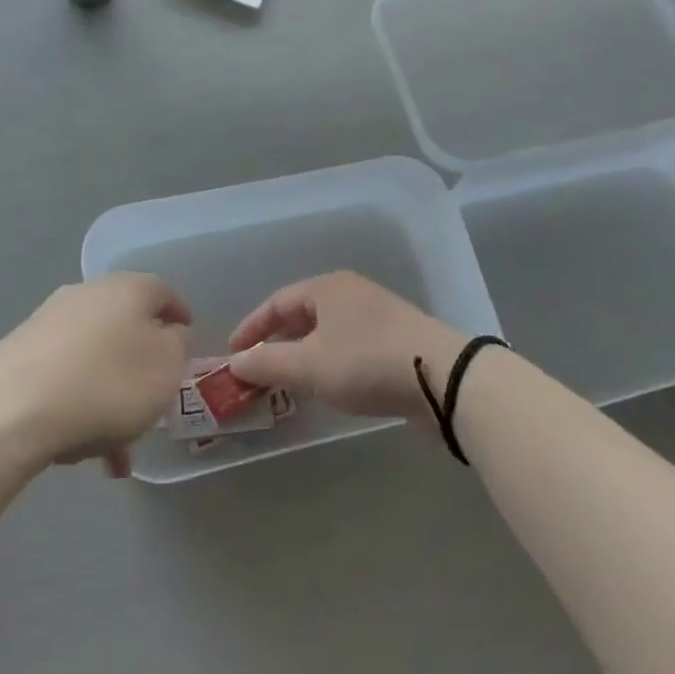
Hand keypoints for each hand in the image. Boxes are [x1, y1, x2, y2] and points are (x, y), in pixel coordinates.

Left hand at [0, 274, 190, 476]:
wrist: (9, 413)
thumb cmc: (107, 385)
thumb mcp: (166, 368)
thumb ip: (177, 346)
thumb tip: (169, 334)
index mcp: (127, 288)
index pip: (164, 293)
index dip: (180, 318)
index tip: (187, 345)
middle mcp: (86, 294)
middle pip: (125, 326)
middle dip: (140, 364)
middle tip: (153, 400)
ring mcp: (46, 322)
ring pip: (94, 358)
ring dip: (109, 394)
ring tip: (114, 447)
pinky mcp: (16, 354)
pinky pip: (62, 377)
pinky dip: (77, 404)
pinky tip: (77, 448)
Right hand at [226, 272, 466, 423]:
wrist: (442, 378)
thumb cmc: (366, 362)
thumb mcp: (308, 365)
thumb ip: (267, 363)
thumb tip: (235, 363)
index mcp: (327, 288)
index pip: (277, 302)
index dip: (251, 328)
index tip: (232, 354)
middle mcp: (351, 293)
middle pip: (302, 315)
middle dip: (276, 342)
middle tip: (257, 370)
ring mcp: (377, 315)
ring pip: (326, 332)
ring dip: (302, 354)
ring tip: (288, 381)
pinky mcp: (396, 340)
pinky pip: (348, 346)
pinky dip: (328, 362)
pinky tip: (328, 385)